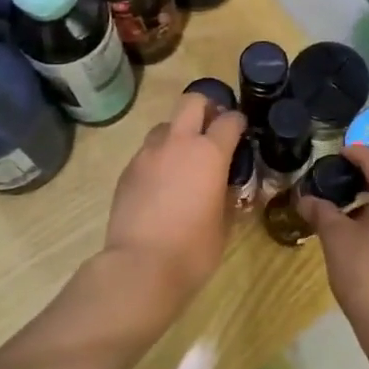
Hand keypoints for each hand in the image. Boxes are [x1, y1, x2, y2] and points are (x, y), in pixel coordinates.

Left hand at [101, 92, 248, 304]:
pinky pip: (147, 152)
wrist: (140, 266)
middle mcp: (178, 143)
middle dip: (206, 108)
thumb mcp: (224, 223)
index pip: (229, 120)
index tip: (241, 132)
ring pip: (165, 126)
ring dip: (178, 133)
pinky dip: (159, 158)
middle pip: (192, 102)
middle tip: (212, 128)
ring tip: (184, 159)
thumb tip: (227, 186)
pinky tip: (162, 183)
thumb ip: (227, 195)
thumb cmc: (193, 249)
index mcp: (209, 153)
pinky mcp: (127, 170)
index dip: (238, 123)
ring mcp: (148, 154)